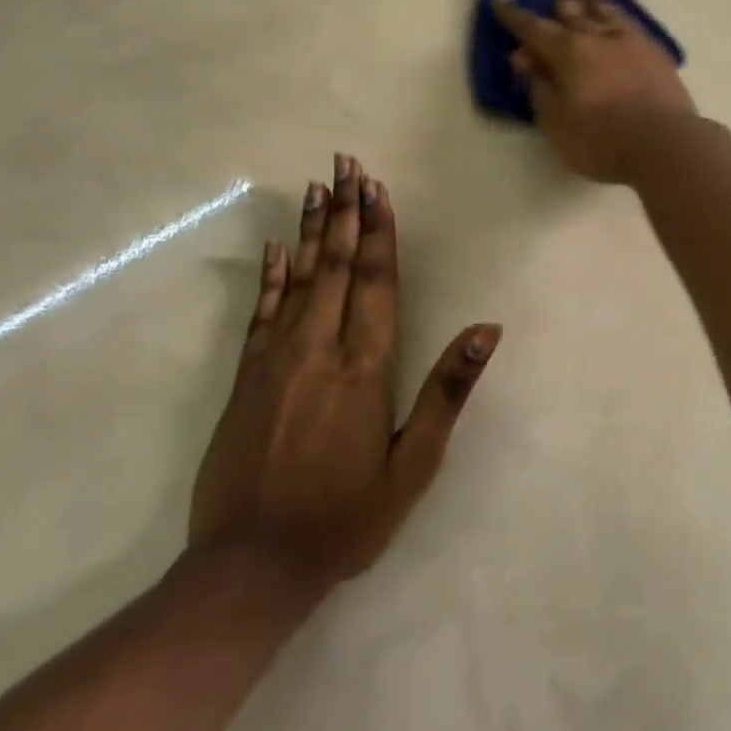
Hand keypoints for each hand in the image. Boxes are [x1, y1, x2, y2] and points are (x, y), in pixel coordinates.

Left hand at [188, 156, 499, 596]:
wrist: (252, 567)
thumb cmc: (345, 517)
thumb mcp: (413, 464)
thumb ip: (447, 391)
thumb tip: (486, 330)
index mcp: (365, 368)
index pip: (377, 281)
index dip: (380, 231)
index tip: (377, 187)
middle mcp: (320, 349)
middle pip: (338, 265)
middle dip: (346, 211)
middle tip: (345, 163)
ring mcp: (276, 360)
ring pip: (300, 278)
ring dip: (313, 230)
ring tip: (318, 187)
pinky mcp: (245, 378)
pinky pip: (261, 312)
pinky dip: (271, 275)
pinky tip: (277, 247)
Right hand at [491, 0, 696, 183]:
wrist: (665, 144)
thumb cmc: (601, 139)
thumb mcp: (556, 120)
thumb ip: (539, 85)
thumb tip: (523, 57)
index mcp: (568, 52)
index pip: (534, 29)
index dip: (515, 16)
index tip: (501, 1)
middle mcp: (599, 37)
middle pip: (576, 10)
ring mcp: (632, 42)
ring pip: (609, 13)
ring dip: (596, 1)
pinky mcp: (657, 55)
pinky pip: (633, 25)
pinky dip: (621, 17)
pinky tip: (623, 20)